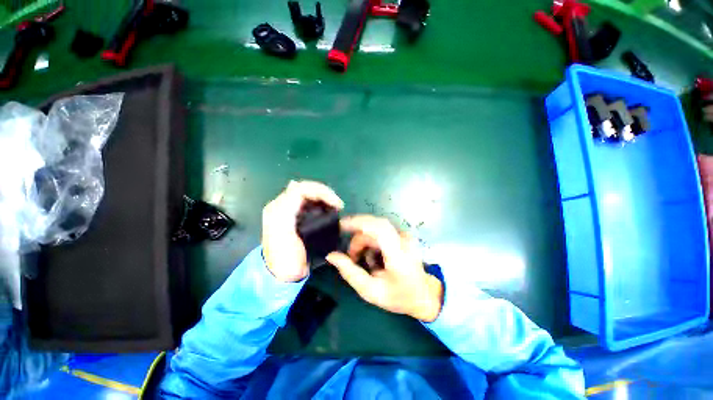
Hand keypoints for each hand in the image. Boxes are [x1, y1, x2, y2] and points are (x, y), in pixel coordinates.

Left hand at [262, 180, 343, 281]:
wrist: (282, 276)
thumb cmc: (285, 256)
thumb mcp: (283, 231)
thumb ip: (287, 207)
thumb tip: (295, 184)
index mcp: (280, 207)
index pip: (302, 188)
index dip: (321, 191)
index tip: (337, 203)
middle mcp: (284, 206)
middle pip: (306, 190)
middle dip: (325, 194)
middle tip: (338, 205)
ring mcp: (292, 212)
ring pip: (310, 196)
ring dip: (325, 198)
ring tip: (336, 207)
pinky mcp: (298, 219)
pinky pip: (312, 205)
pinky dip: (322, 205)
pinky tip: (329, 211)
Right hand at [326, 216, 443, 321]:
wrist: (424, 295)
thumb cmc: (399, 296)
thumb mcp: (371, 291)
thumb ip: (350, 273)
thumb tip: (331, 256)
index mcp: (398, 256)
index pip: (379, 229)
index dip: (359, 222)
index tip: (341, 225)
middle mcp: (404, 241)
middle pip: (375, 225)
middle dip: (358, 236)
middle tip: (351, 255)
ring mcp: (405, 236)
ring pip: (376, 227)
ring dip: (364, 240)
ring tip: (361, 259)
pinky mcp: (402, 235)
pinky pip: (381, 230)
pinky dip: (370, 240)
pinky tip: (371, 255)